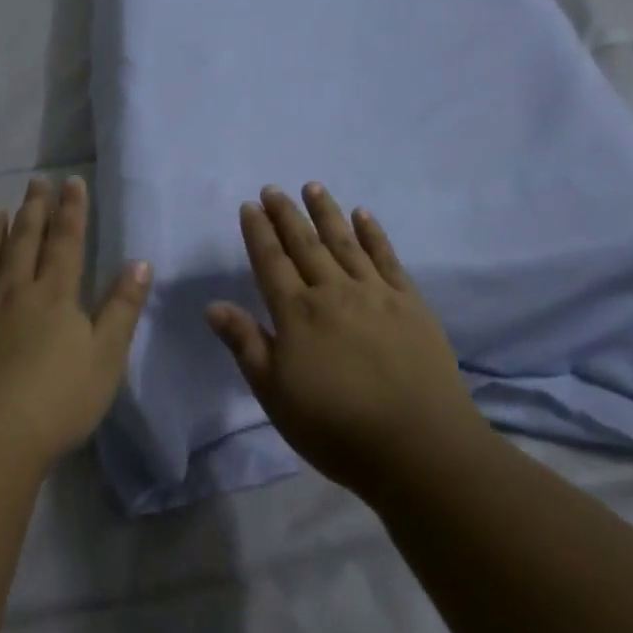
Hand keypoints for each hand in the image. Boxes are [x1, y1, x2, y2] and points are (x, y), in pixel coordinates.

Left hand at [0, 175, 152, 466]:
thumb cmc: (57, 399)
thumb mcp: (106, 356)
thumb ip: (122, 308)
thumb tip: (139, 263)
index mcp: (54, 295)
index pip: (66, 242)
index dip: (71, 211)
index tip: (71, 182)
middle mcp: (13, 292)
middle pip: (24, 242)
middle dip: (33, 210)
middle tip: (35, 182)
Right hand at [205, 184, 479, 495]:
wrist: (419, 446)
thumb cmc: (336, 428)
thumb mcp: (276, 395)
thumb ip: (246, 345)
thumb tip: (213, 305)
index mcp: (296, 314)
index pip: (271, 262)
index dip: (258, 233)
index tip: (249, 206)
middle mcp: (333, 292)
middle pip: (305, 244)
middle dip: (286, 214)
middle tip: (273, 189)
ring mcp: (375, 293)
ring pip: (344, 242)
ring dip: (326, 212)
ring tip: (313, 186)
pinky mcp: (410, 302)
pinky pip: (387, 258)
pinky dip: (374, 234)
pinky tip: (364, 216)